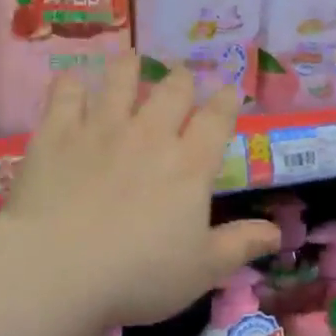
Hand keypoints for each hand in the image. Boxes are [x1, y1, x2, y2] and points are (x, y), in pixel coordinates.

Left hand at [3, 57, 279, 332]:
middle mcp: (149, 135)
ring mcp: (101, 128)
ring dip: (129, 68)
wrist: (57, 269)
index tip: (229, 91)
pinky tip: (71, 80)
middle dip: (182, 80)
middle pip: (172, 90)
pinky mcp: (57, 133)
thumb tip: (278, 232)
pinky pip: (65, 94)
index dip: (227, 101)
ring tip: (132, 60)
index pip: (217, 119)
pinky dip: (70, 83)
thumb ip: (240, 246)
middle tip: (181, 78)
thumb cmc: (138, 275)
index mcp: (189, 165)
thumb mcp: (202, 270)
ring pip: (120, 80)